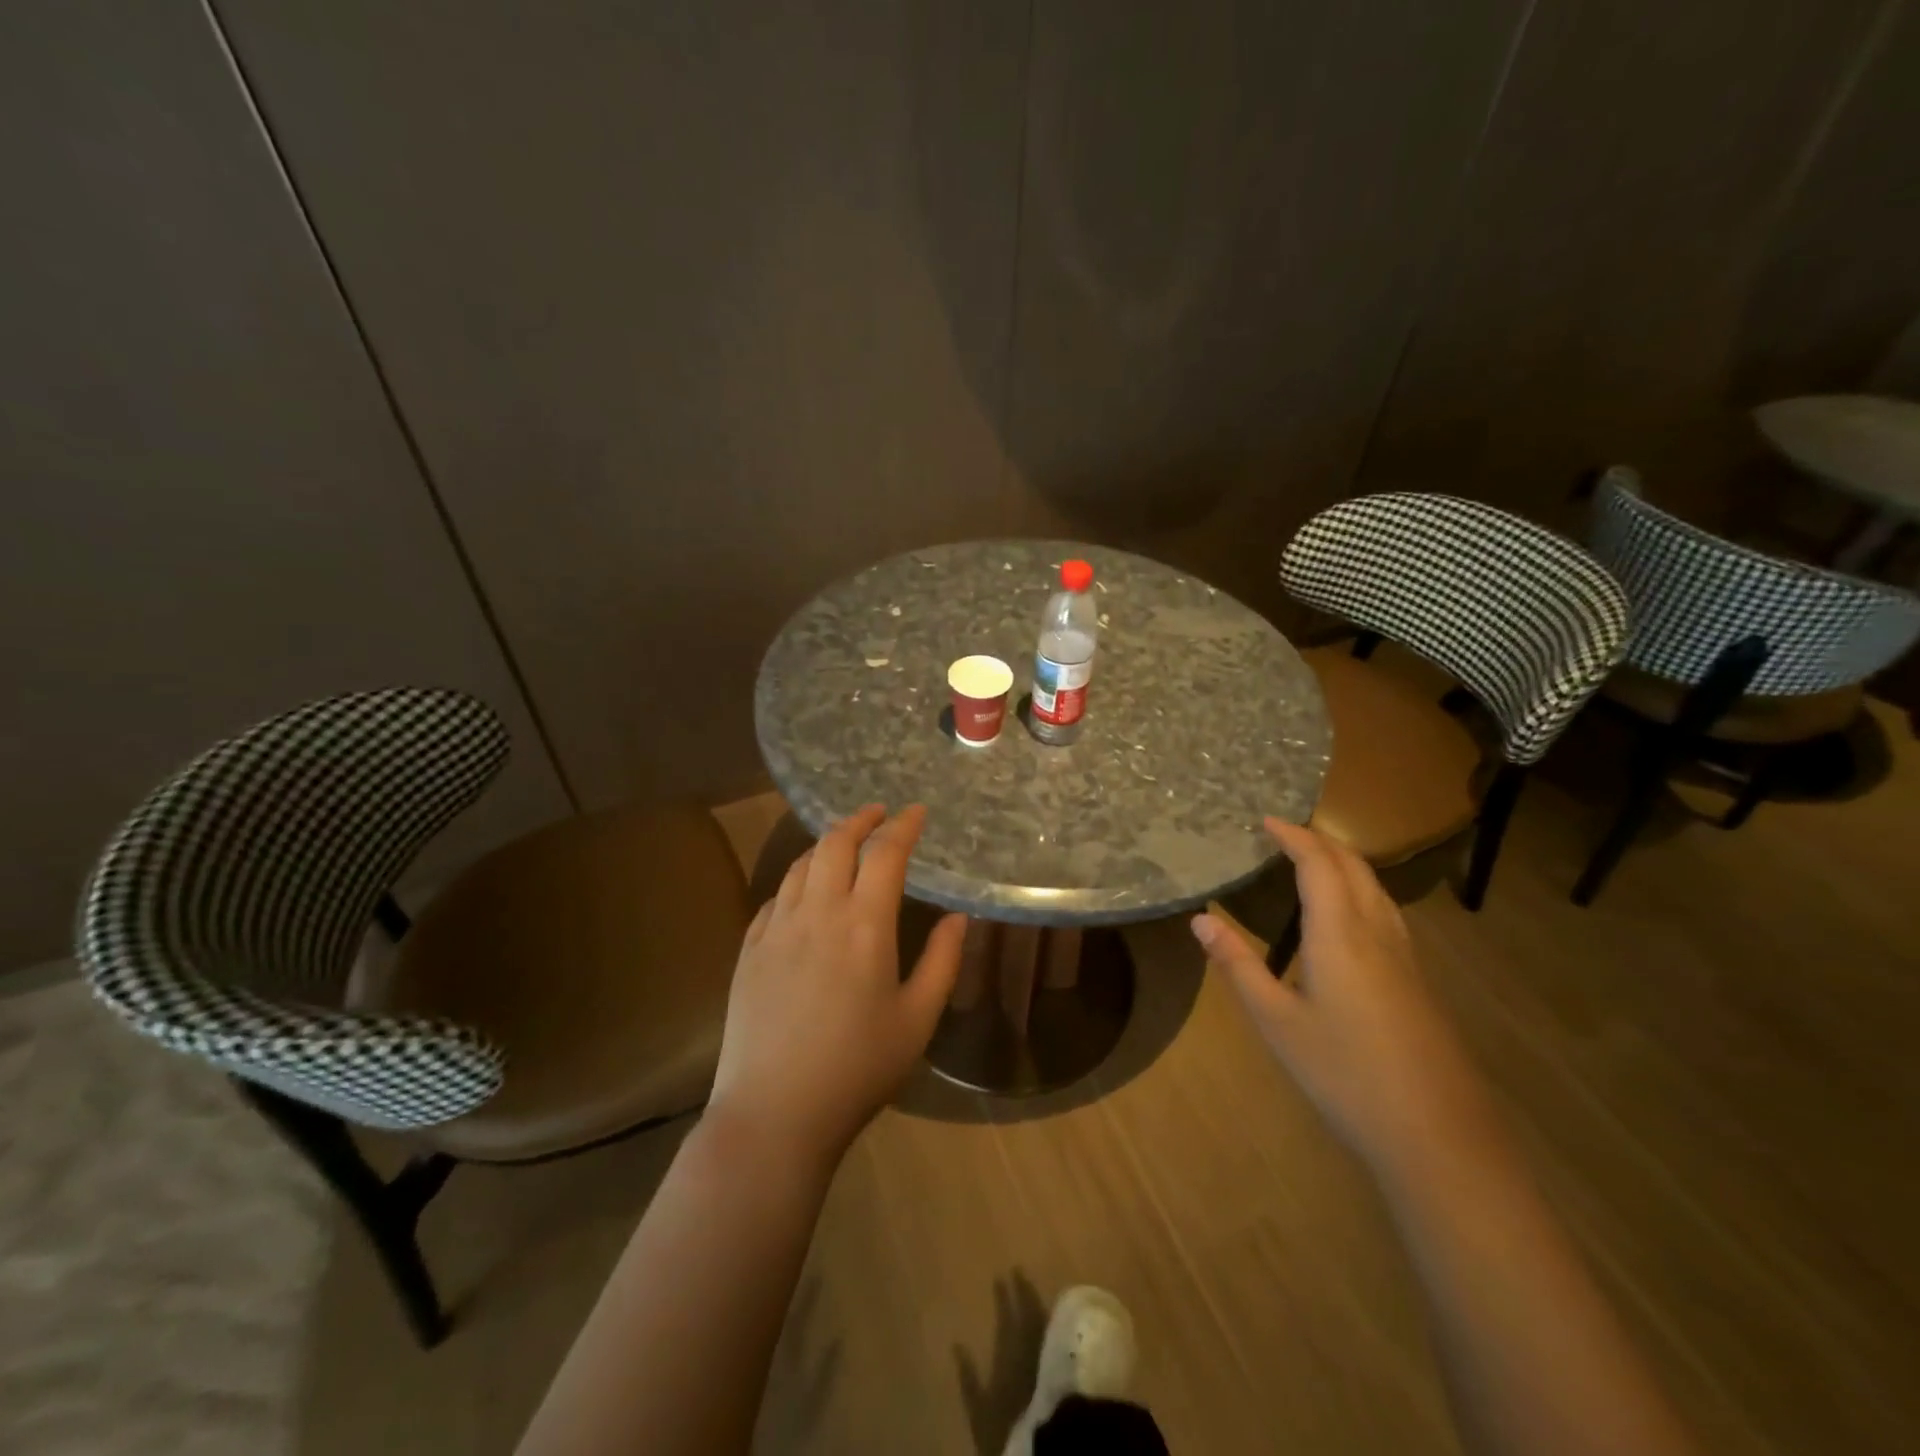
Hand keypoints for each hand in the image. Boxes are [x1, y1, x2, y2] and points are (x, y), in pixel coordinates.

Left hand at [710, 804, 967, 1161]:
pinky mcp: (749, 950)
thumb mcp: (917, 1020)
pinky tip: (802, 892)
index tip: (916, 811)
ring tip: (842, 843)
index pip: (885, 853)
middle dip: (859, 820)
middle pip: (835, 844)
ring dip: (824, 844)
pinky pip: (774, 898)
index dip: (903, 826)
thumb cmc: (858, 1068)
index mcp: (865, 924)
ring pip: (800, 865)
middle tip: (877, 813)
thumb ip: (942, 961)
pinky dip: (796, 880)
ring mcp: (777, 929)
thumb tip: (958, 917)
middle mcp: (818, 913)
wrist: (775, 1112)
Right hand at [1191, 819, 1500, 1181]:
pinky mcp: (1416, 980)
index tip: (1265, 821)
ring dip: (1344, 862)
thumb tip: (1200, 920)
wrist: (1437, 1136)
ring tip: (1311, 862)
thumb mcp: (1276, 1021)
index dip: (1293, 837)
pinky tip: (1347, 916)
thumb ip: (1238, 965)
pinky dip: (1359, 890)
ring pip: (1376, 887)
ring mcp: (1404, 957)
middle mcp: (1376, 932)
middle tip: (1284, 834)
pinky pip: (1385, 911)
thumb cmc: (1344, 1073)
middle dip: (1320, 841)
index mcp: (1340, 934)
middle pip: (1354, 867)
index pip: (1319, 865)